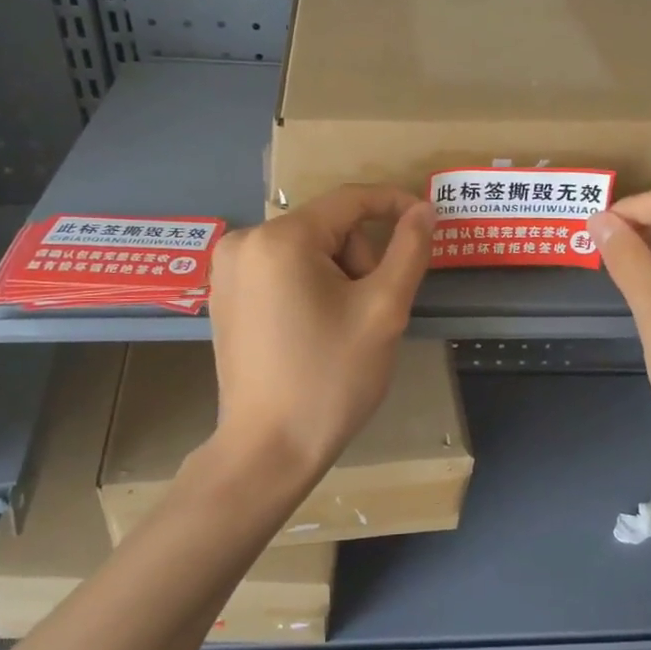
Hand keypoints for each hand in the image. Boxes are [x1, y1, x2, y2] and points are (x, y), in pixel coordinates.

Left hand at [208, 186, 433, 481]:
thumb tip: (423, 209)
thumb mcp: (383, 310)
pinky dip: (308, 287)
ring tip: (340, 328)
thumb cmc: (331, 377)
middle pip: (327, 228)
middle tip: (369, 313)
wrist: (269, 449)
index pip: (349, 200)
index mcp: (281, 239)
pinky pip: (281, 270)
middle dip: (359, 261)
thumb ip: (408, 250)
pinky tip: (313, 330)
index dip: (394, 204)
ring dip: (336, 277)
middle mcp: (244, 241)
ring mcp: (227, 270)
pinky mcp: (224, 296)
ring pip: (306, 250)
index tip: (427, 219)